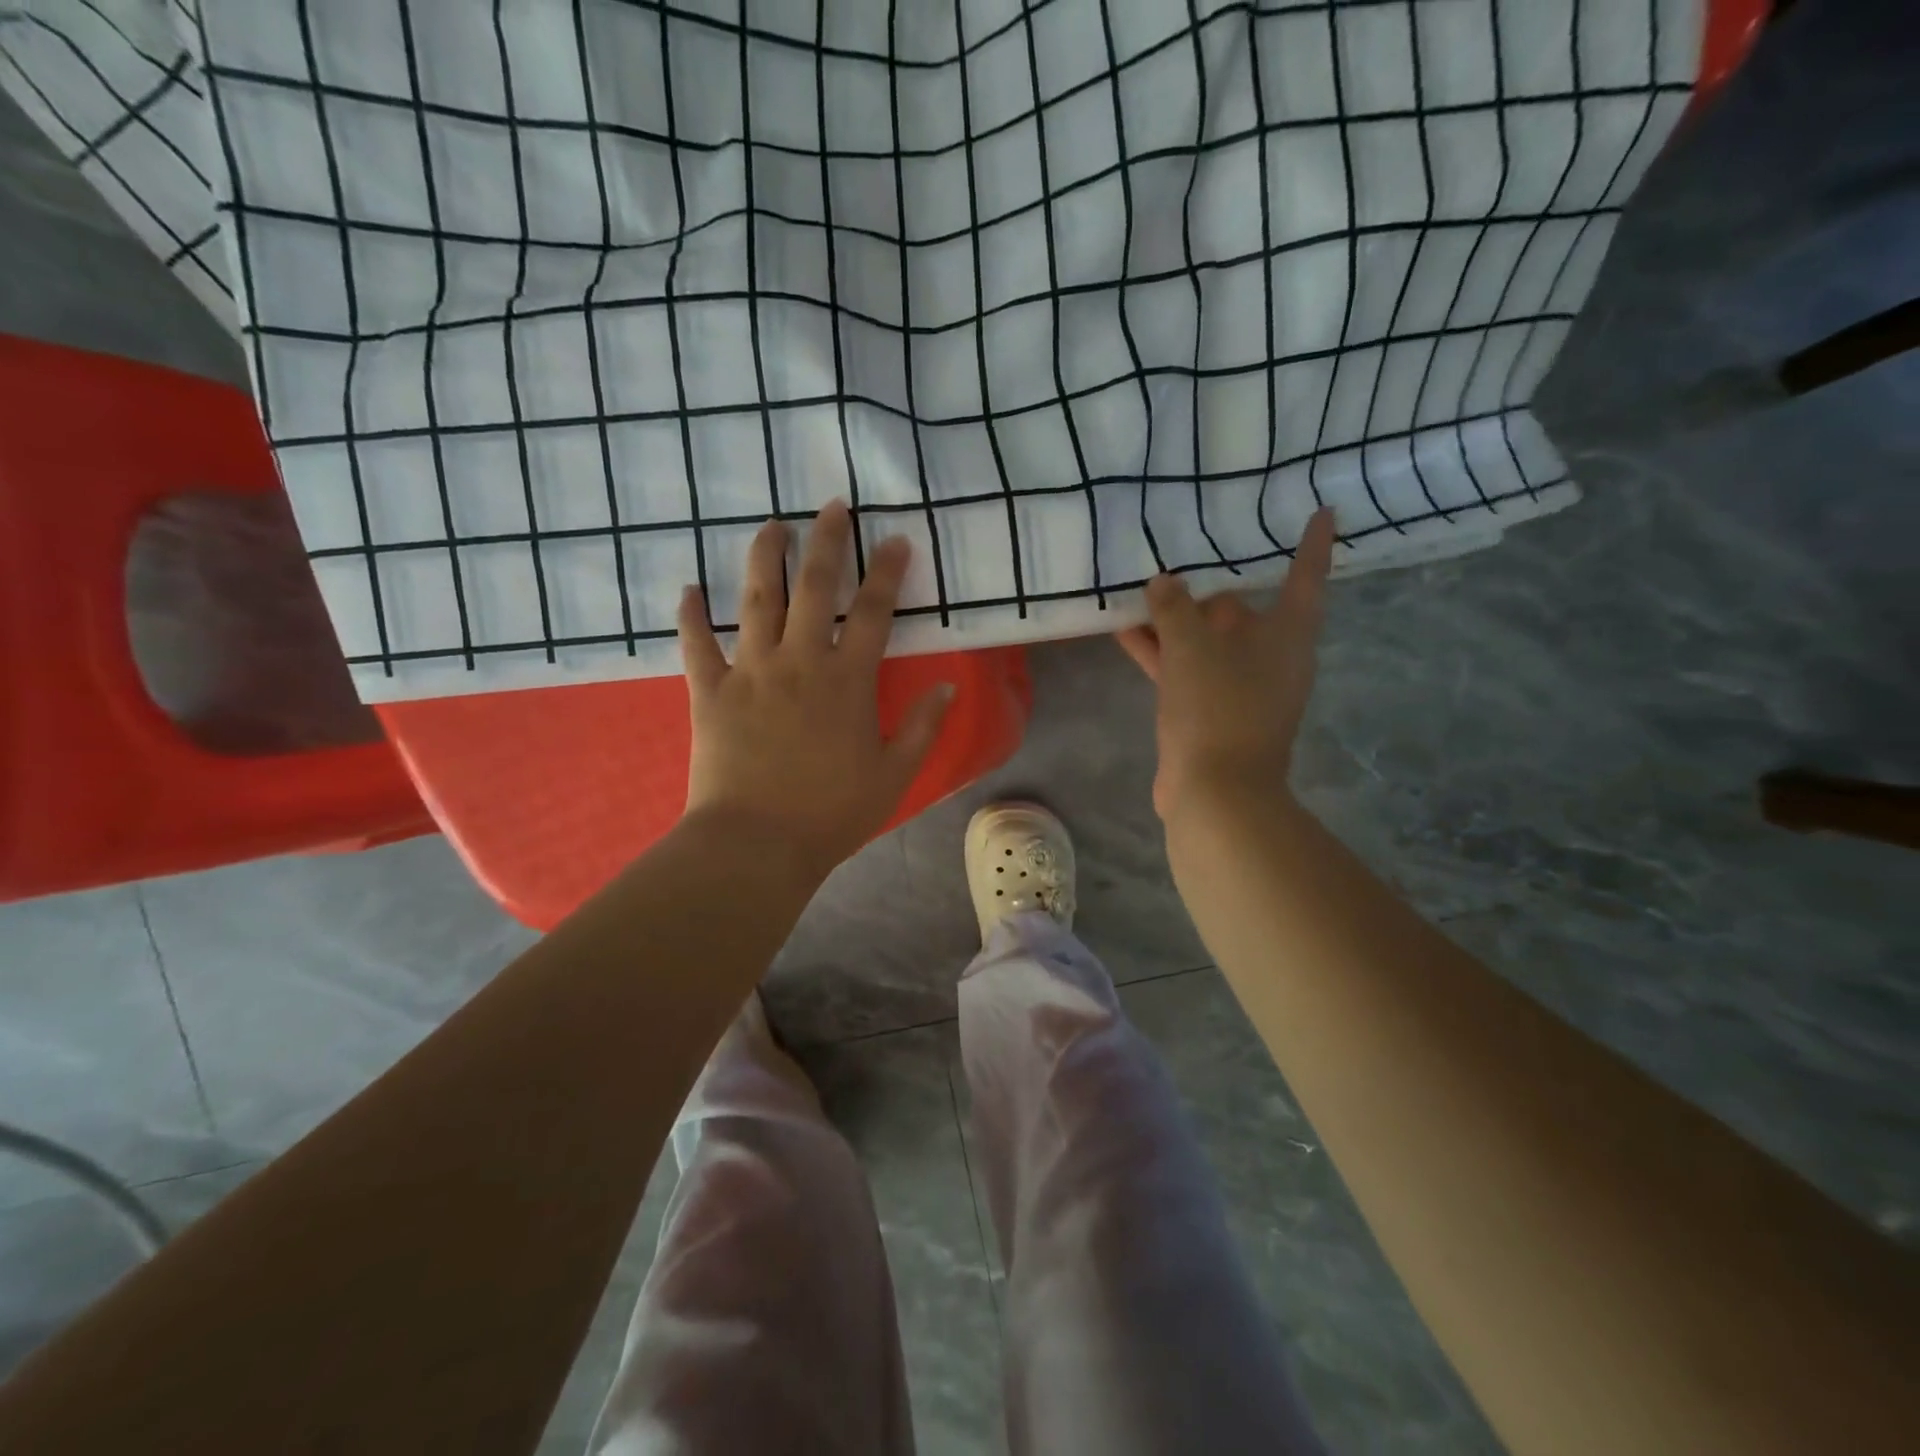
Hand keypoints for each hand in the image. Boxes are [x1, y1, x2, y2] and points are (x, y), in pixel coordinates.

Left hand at [679, 499, 953, 880]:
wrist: (756, 843)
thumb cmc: (831, 813)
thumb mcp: (894, 774)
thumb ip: (923, 727)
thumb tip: (946, 687)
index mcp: (846, 680)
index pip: (872, 611)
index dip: (886, 571)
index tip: (895, 539)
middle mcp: (798, 661)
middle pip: (812, 586)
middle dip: (826, 540)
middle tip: (832, 505)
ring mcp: (749, 671)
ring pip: (755, 599)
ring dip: (764, 556)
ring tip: (771, 525)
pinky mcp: (709, 691)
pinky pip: (696, 644)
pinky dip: (690, 615)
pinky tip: (688, 589)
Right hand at [1116, 509, 1334, 820]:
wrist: (1215, 791)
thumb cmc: (1218, 707)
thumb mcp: (1192, 647)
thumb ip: (1175, 608)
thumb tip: (1164, 582)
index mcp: (1287, 635)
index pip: (1306, 577)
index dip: (1313, 544)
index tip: (1322, 512)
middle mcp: (1269, 657)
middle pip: (1241, 609)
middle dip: (1208, 585)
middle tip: (1181, 547)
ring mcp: (1237, 686)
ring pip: (1204, 640)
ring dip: (1173, 620)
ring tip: (1139, 586)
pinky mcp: (1208, 710)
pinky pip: (1183, 668)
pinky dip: (1159, 651)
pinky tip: (1124, 630)